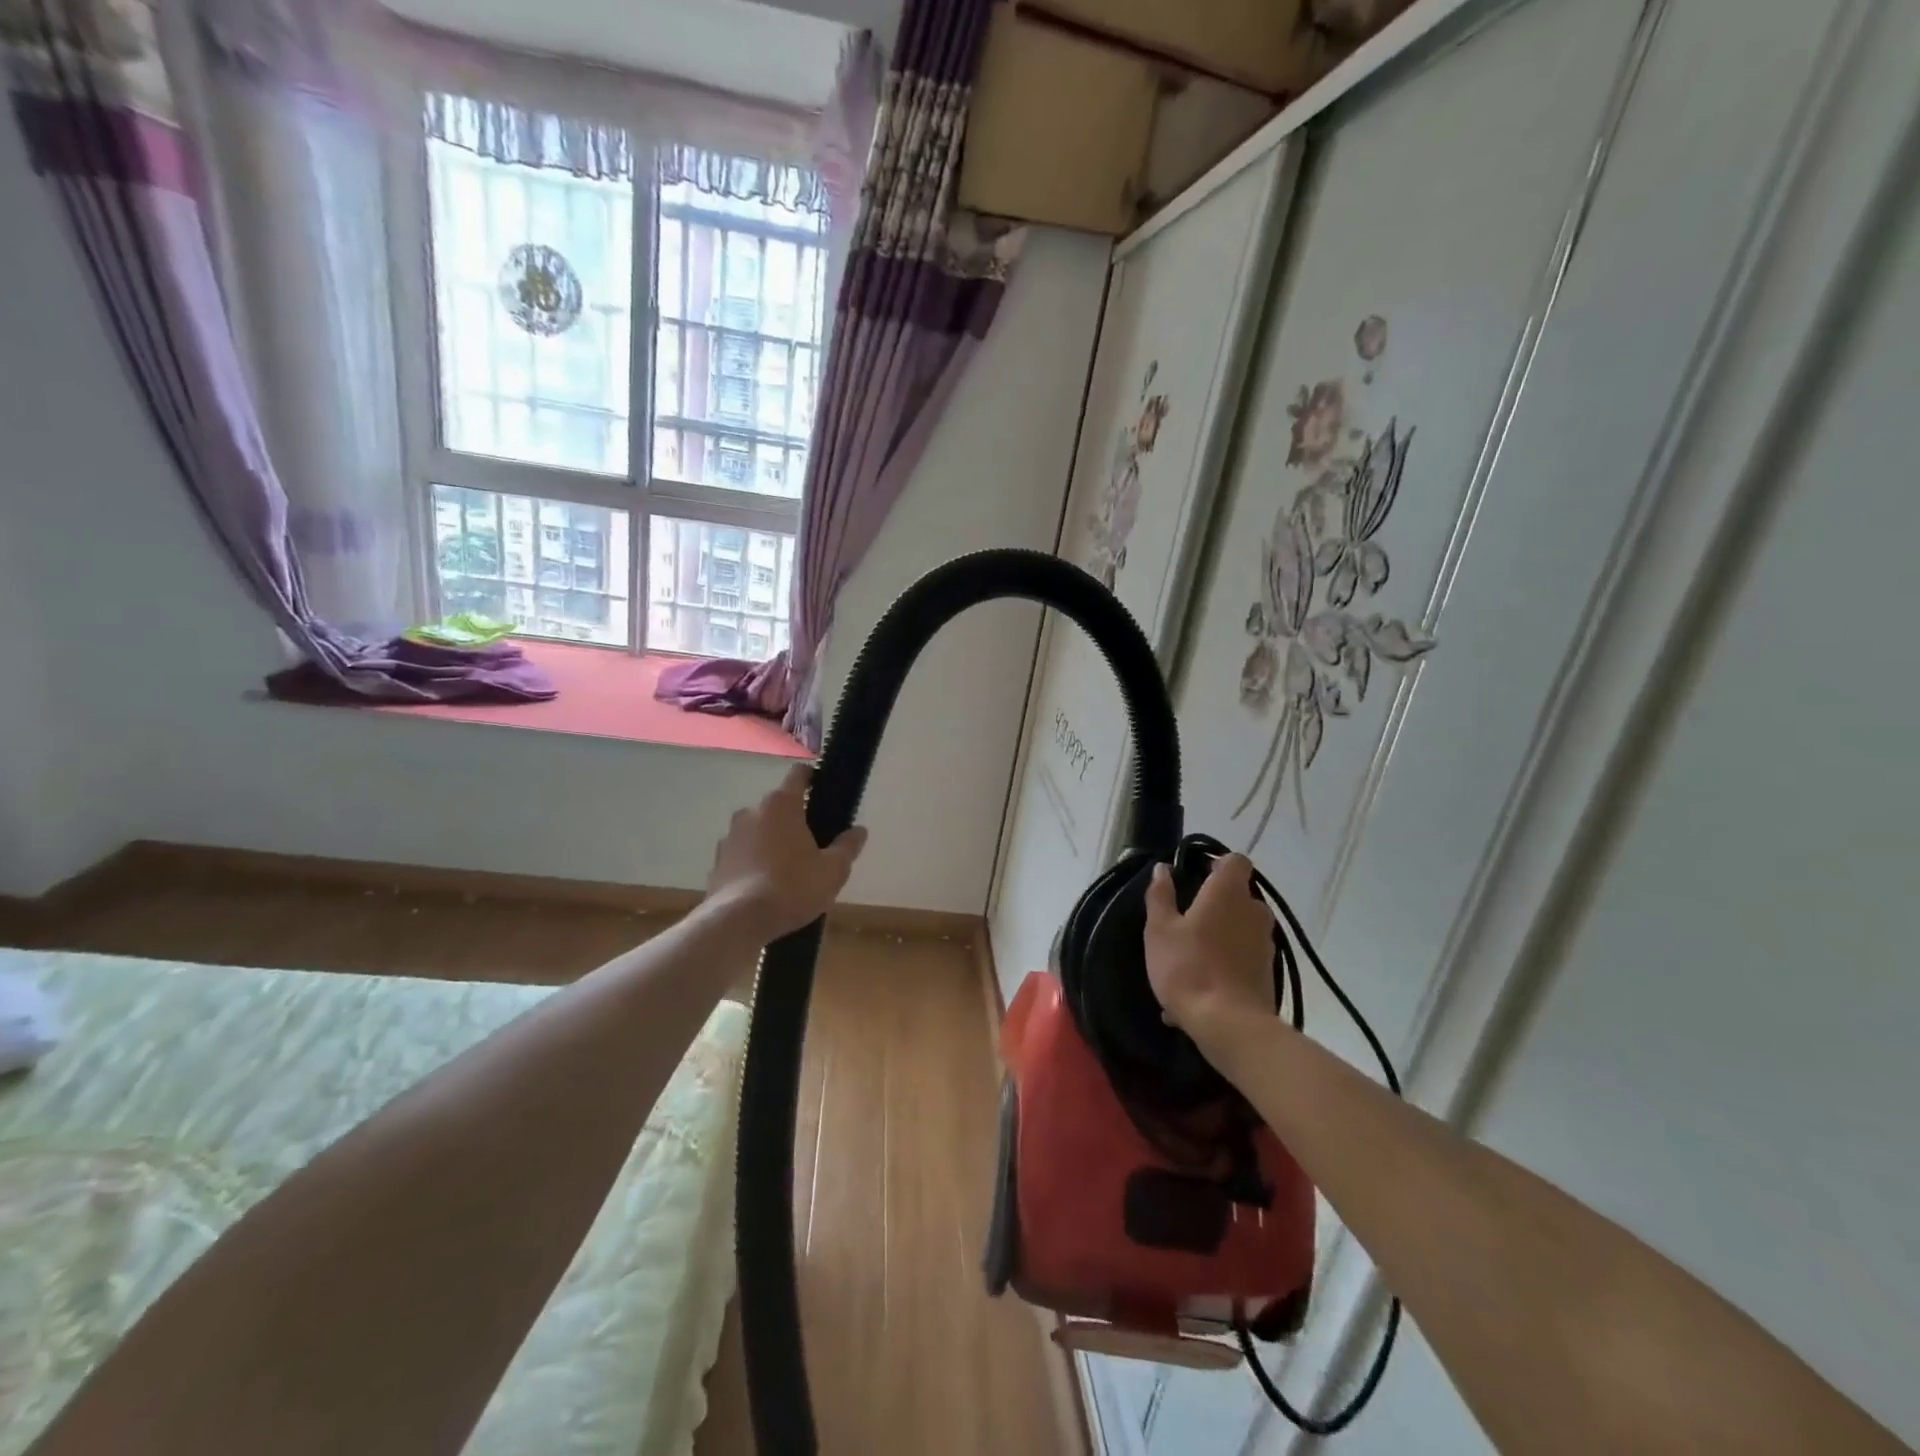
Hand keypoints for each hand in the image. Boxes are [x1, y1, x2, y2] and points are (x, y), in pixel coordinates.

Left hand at [704, 764, 867, 940]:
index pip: (798, 775)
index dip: (812, 778)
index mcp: (781, 806)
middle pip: (778, 807)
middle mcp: (752, 812)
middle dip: (793, 820)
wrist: (737, 922)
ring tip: (787, 870)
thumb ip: (847, 847)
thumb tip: (859, 831)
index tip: (822, 790)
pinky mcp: (717, 862)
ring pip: (757, 831)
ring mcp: (730, 837)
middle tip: (812, 844)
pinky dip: (753, 863)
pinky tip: (765, 887)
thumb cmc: (792, 887)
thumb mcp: (833, 870)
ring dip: (771, 842)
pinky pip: (742, 855)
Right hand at [1144, 853, 1274, 1038]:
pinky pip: (1243, 957)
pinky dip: (1226, 963)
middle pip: (1239, 895)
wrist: (1229, 1025)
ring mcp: (1265, 943)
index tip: (1195, 878)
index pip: (1236, 861)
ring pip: (1241, 928)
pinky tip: (1201, 988)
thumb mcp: (1160, 930)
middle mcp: (1254, 911)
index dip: (1217, 865)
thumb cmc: (1188, 967)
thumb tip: (1162, 869)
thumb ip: (1160, 895)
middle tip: (1186, 921)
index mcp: (1228, 892)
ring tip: (1190, 959)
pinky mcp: (1268, 972)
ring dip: (1221, 935)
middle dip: (1216, 903)